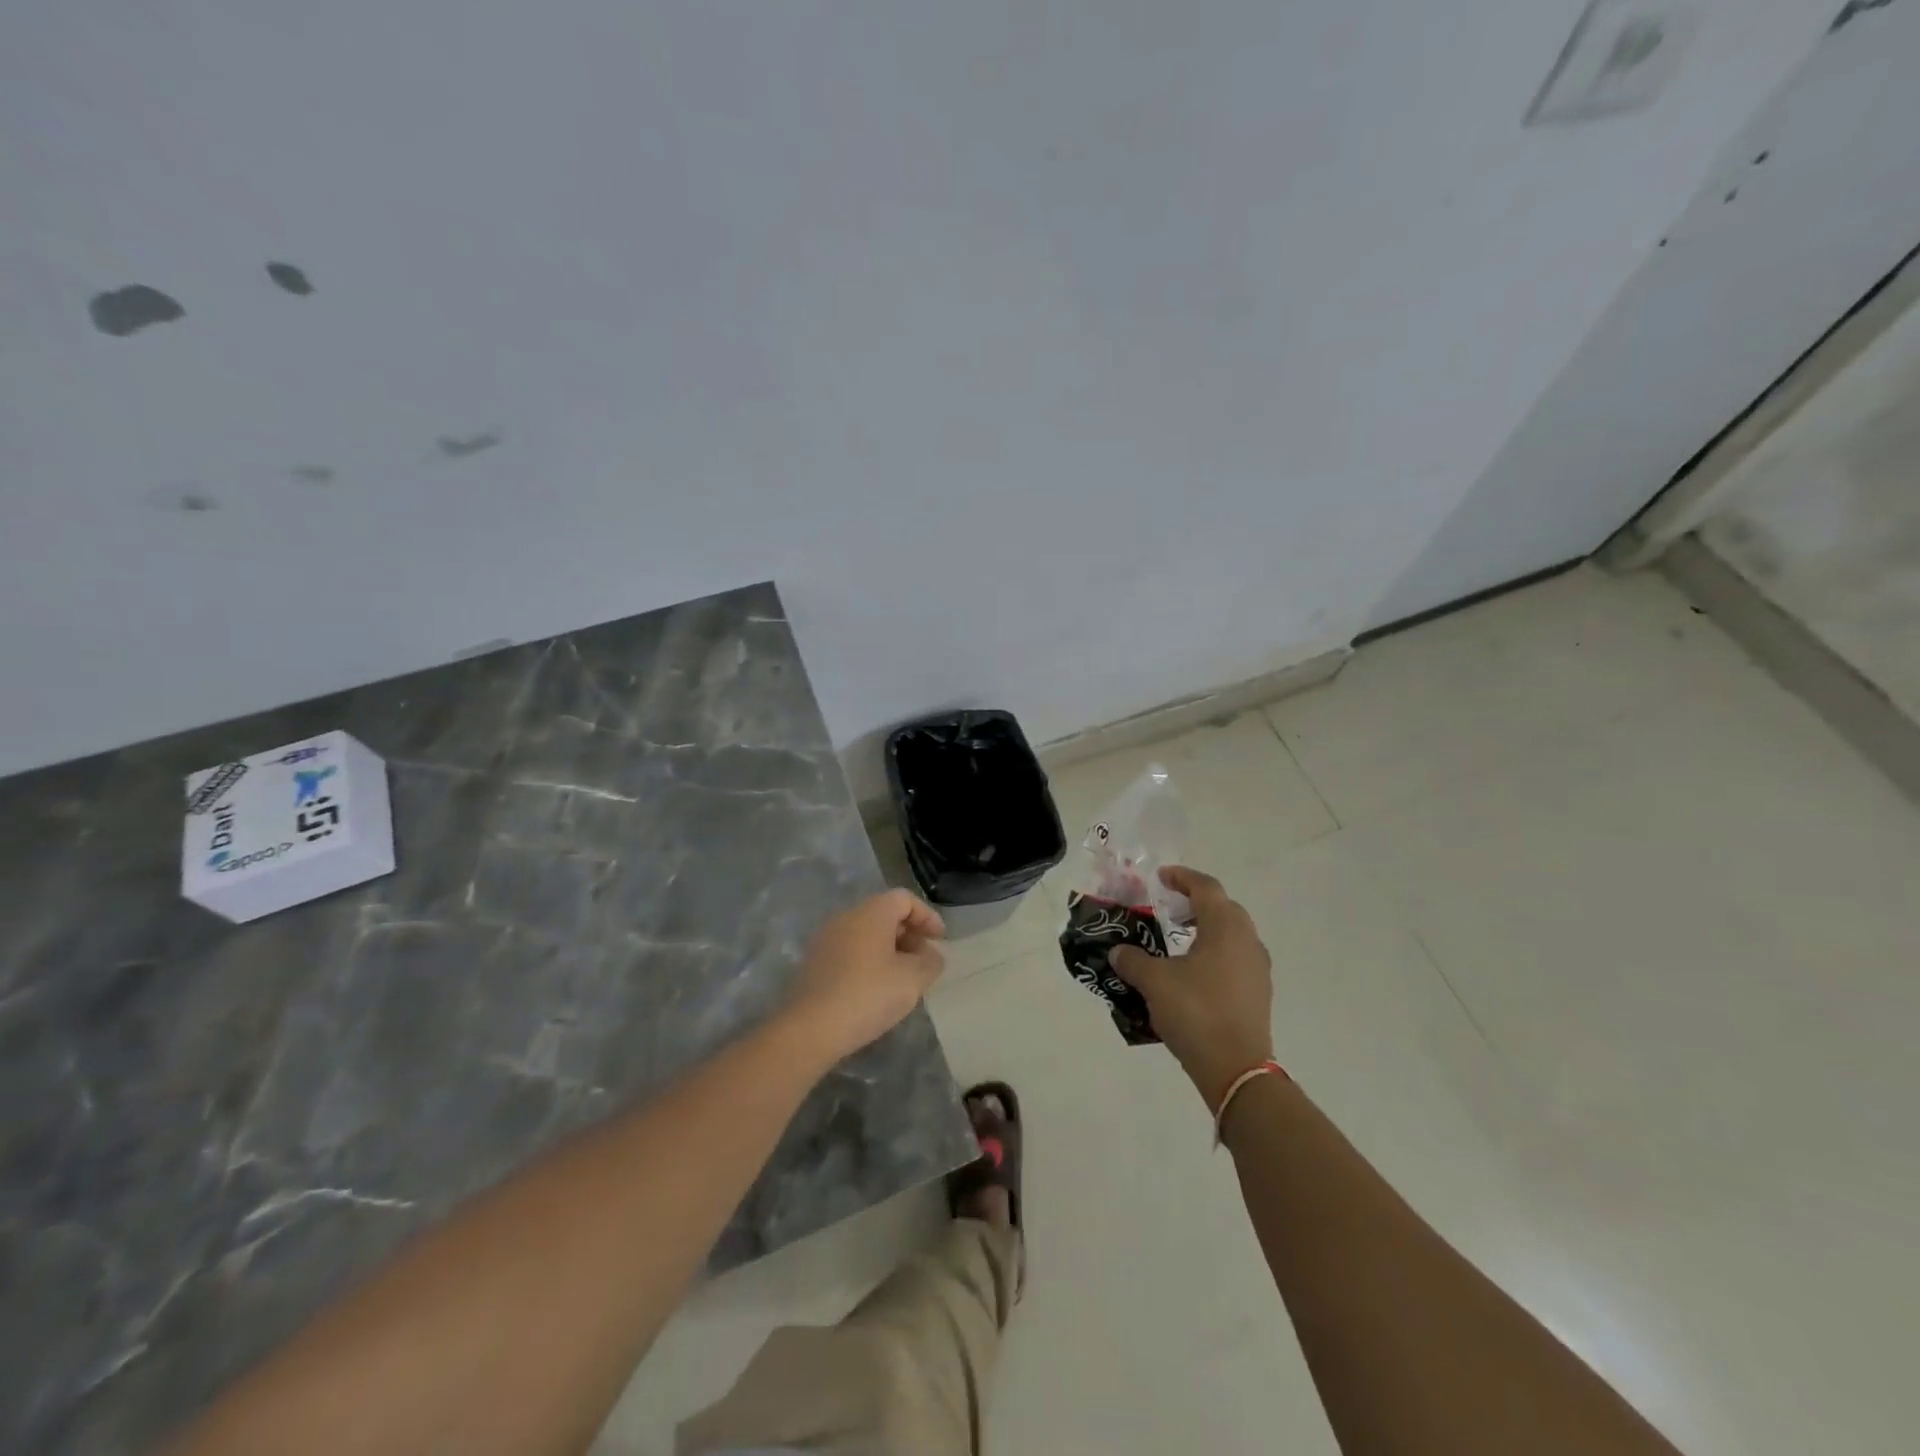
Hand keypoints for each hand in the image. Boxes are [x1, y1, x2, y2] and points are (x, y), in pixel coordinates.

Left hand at [783, 889, 946, 1066]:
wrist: (810, 1029)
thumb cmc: (868, 995)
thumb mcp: (913, 980)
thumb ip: (930, 962)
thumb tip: (930, 956)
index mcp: (871, 913)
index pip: (904, 899)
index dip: (927, 916)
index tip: (940, 941)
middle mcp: (846, 917)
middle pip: (885, 914)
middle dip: (910, 934)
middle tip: (924, 961)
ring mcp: (826, 939)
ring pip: (867, 934)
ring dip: (890, 950)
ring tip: (903, 979)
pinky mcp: (815, 963)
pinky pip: (851, 951)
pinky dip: (870, 961)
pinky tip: (877, 990)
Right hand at [1109, 866, 1273, 1110]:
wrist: (1236, 1069)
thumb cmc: (1195, 1012)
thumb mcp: (1154, 982)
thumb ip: (1133, 961)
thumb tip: (1118, 951)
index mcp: (1225, 928)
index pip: (1206, 888)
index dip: (1182, 877)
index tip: (1161, 877)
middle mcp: (1247, 941)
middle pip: (1223, 908)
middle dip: (1196, 902)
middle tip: (1168, 906)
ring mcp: (1257, 968)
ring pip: (1232, 934)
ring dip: (1206, 928)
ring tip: (1178, 939)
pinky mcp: (1258, 993)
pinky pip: (1235, 957)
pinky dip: (1214, 952)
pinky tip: (1192, 971)